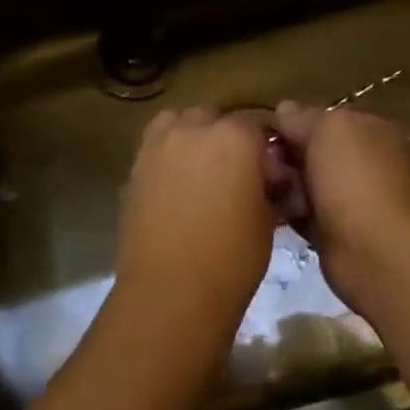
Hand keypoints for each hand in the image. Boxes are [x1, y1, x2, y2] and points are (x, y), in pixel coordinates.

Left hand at [116, 107, 277, 335]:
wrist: (170, 292)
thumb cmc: (232, 259)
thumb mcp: (267, 220)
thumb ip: (268, 186)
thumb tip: (270, 178)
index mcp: (234, 136)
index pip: (258, 122)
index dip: (267, 143)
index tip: (273, 167)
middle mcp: (194, 128)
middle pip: (216, 117)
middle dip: (229, 135)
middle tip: (238, 170)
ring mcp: (159, 144)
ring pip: (180, 121)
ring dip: (194, 135)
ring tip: (203, 168)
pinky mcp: (136, 165)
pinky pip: (157, 143)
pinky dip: (169, 152)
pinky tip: (177, 181)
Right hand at [270, 101, 409, 312]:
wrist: (374, 250)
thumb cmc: (353, 178)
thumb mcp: (326, 129)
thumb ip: (301, 117)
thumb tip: (283, 109)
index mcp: (369, 129)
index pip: (324, 117)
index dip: (294, 121)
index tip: (267, 130)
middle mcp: (363, 160)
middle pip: (311, 149)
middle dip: (286, 154)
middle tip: (265, 162)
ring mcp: (350, 196)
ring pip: (303, 180)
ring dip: (284, 183)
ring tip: (270, 188)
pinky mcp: (335, 229)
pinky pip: (301, 210)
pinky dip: (288, 210)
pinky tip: (274, 209)